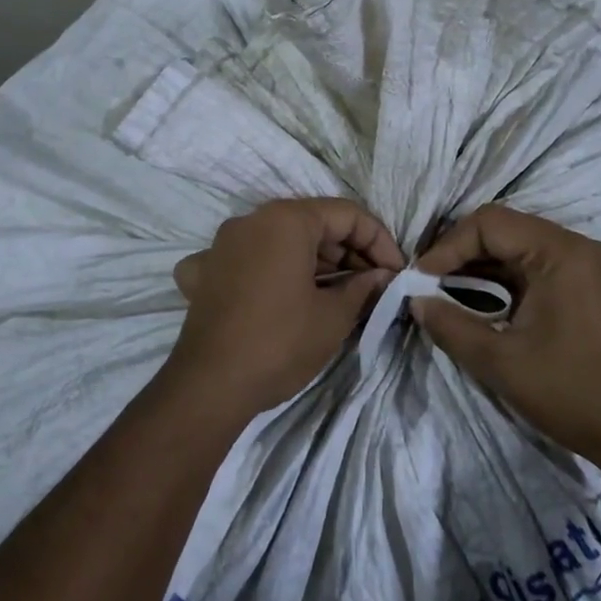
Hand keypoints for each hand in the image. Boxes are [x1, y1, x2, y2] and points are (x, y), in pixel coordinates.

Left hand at [167, 198, 404, 419]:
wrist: (209, 386)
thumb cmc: (280, 344)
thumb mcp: (334, 316)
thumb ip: (363, 287)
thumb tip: (381, 276)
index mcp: (285, 219)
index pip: (347, 214)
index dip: (379, 241)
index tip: (395, 273)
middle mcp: (251, 220)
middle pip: (312, 223)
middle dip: (347, 252)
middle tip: (373, 287)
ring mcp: (222, 245)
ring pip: (280, 241)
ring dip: (313, 262)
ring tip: (339, 295)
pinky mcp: (205, 272)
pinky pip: (246, 261)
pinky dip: (270, 272)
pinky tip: (280, 295)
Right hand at [412, 205, 600, 465]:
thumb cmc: (571, 392)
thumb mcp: (500, 362)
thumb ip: (450, 325)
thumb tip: (416, 301)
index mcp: (562, 253)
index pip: (490, 223)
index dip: (448, 246)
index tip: (421, 279)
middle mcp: (581, 246)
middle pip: (506, 229)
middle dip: (462, 254)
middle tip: (430, 283)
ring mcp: (593, 264)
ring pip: (523, 246)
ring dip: (484, 266)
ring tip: (450, 292)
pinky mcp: (596, 284)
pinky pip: (542, 265)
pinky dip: (509, 278)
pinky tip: (486, 302)